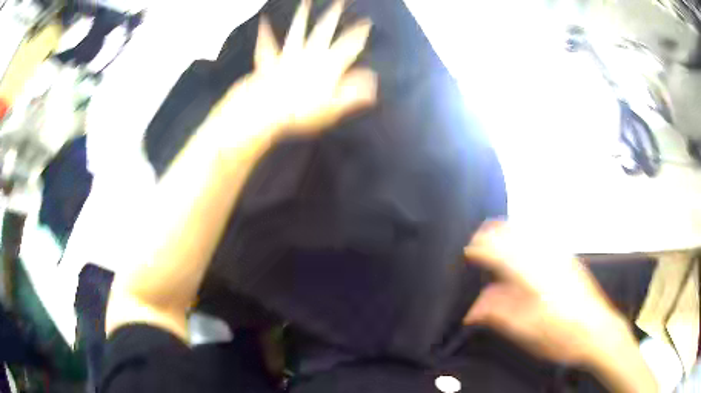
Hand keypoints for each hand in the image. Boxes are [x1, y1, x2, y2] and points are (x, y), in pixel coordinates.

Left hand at [216, 0, 376, 140]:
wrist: (267, 109)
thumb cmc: (300, 110)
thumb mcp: (334, 107)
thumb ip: (354, 91)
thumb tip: (373, 80)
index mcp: (327, 65)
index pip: (348, 45)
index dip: (359, 33)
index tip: (366, 22)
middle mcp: (309, 54)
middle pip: (324, 29)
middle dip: (334, 14)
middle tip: (339, 2)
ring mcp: (288, 54)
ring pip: (297, 30)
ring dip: (302, 15)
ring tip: (306, 1)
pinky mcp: (269, 60)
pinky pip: (267, 43)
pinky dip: (265, 32)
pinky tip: (264, 21)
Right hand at [462, 220, 628, 364]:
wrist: (597, 331)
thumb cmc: (561, 336)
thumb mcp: (526, 333)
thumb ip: (498, 315)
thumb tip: (472, 310)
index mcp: (534, 277)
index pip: (500, 252)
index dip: (480, 249)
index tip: (467, 252)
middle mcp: (546, 259)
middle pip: (514, 232)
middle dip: (492, 234)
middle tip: (478, 245)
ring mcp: (560, 256)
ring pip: (528, 232)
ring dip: (507, 234)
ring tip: (495, 244)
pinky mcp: (568, 259)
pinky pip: (540, 239)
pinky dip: (523, 239)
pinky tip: (521, 253)